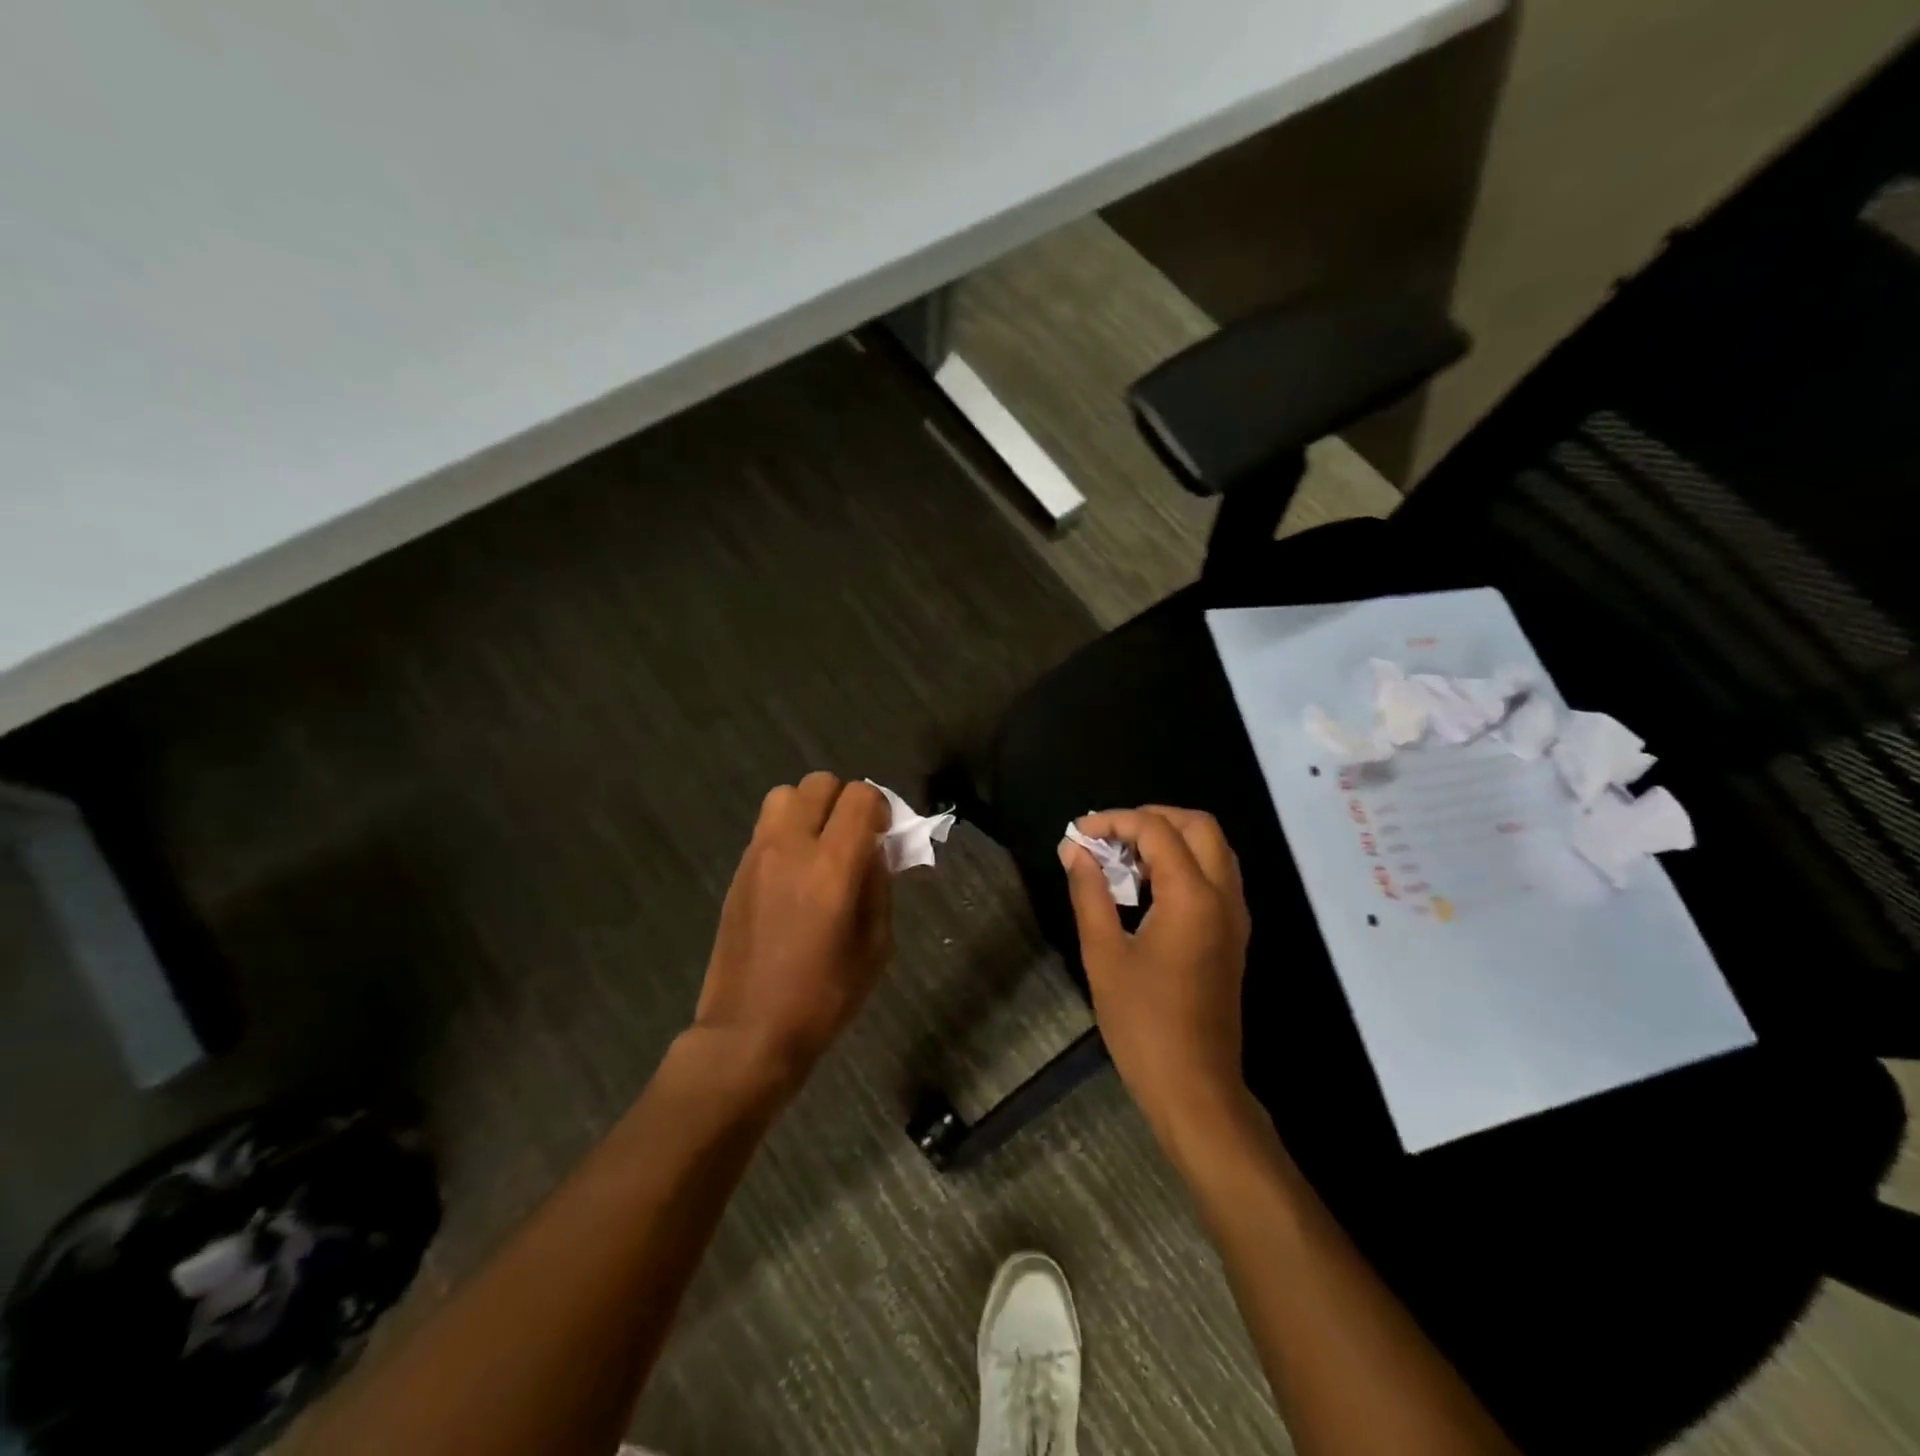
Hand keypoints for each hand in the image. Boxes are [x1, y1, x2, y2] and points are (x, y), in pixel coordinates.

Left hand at [694, 773, 892, 1091]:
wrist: (749, 1031)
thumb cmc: (824, 997)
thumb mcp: (875, 946)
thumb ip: (879, 886)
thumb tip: (876, 851)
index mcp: (832, 866)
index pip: (860, 796)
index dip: (880, 808)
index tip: (884, 836)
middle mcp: (791, 847)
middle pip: (820, 783)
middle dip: (845, 801)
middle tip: (854, 838)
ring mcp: (757, 856)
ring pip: (785, 795)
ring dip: (810, 809)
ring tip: (821, 847)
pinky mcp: (738, 871)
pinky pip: (767, 827)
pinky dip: (788, 832)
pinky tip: (795, 873)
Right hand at [1059, 806, 1251, 1143]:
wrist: (1195, 1087)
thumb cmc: (1143, 1023)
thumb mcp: (1104, 954)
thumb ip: (1089, 892)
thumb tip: (1073, 849)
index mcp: (1192, 897)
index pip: (1157, 830)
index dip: (1115, 821)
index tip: (1079, 833)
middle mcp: (1223, 896)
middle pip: (1198, 826)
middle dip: (1151, 818)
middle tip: (1109, 836)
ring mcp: (1235, 916)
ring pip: (1212, 848)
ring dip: (1170, 838)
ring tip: (1123, 858)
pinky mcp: (1234, 934)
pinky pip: (1215, 875)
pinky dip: (1184, 862)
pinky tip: (1147, 887)